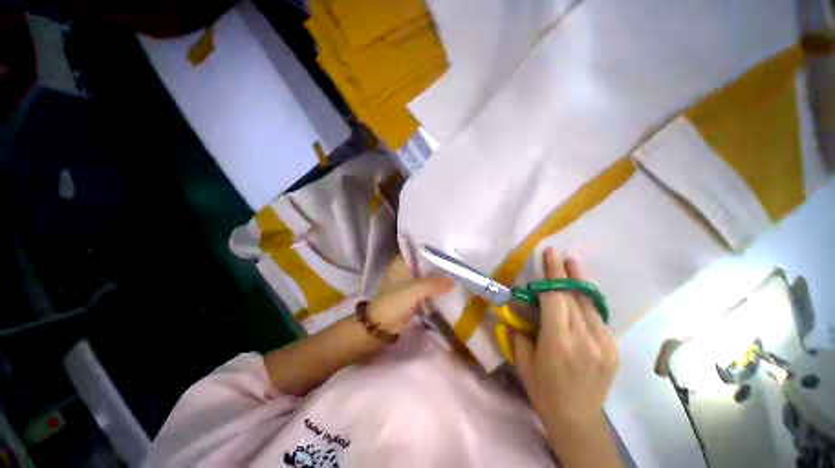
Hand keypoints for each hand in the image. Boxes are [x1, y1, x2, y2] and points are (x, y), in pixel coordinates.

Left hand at [368, 256, 453, 333]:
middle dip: (438, 265)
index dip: (433, 250)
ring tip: (455, 273)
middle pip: (424, 264)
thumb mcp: (416, 289)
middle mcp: (405, 269)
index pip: (419, 251)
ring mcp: (408, 282)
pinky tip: (448, 287)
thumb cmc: (395, 300)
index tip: (448, 250)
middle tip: (456, 262)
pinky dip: (434, 288)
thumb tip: (453, 281)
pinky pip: (426, 288)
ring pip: (426, 276)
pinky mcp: (412, 294)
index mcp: (401, 262)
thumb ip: (435, 283)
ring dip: (437, 278)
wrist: (382, 324)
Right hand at [513, 249, 618, 433]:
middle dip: (564, 273)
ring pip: (588, 305)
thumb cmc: (543, 389)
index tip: (549, 254)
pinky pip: (597, 318)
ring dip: (578, 283)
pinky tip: (578, 295)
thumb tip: (517, 309)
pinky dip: (586, 303)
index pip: (555, 299)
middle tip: (557, 254)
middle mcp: (584, 340)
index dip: (551, 274)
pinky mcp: (613, 349)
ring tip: (571, 264)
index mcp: (558, 343)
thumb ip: (519, 331)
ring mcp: (604, 344)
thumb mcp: (523, 360)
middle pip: (573, 297)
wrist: (577, 419)